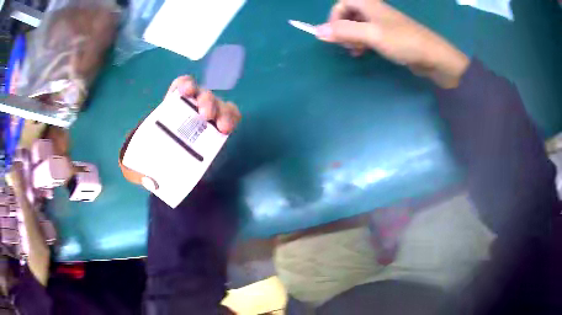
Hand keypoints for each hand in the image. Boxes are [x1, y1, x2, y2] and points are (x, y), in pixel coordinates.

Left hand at [119, 76, 241, 190]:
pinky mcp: (220, 127)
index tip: (184, 93)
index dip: (184, 85)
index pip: (181, 86)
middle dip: (206, 100)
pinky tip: (227, 128)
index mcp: (174, 107)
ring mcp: (209, 116)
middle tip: (205, 115)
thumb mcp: (145, 160)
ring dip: (222, 110)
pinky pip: (231, 116)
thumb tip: (148, 179)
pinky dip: (232, 117)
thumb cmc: (159, 158)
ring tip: (221, 126)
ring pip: (219, 104)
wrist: (175, 169)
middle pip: (202, 95)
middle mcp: (193, 107)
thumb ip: (142, 168)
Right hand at [317, 0, 468, 87]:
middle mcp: (375, 11)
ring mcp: (383, 23)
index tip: (335, 34)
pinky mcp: (390, 36)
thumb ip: (344, 31)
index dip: (334, 17)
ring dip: (351, 37)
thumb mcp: (371, 35)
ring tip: (355, 51)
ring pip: (358, 25)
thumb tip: (316, 31)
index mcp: (369, 5)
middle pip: (349, 13)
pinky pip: (369, 34)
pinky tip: (364, 53)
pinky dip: (362, 42)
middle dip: (342, 28)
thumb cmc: (403, 42)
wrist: (433, 57)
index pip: (342, 3)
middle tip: (346, 45)